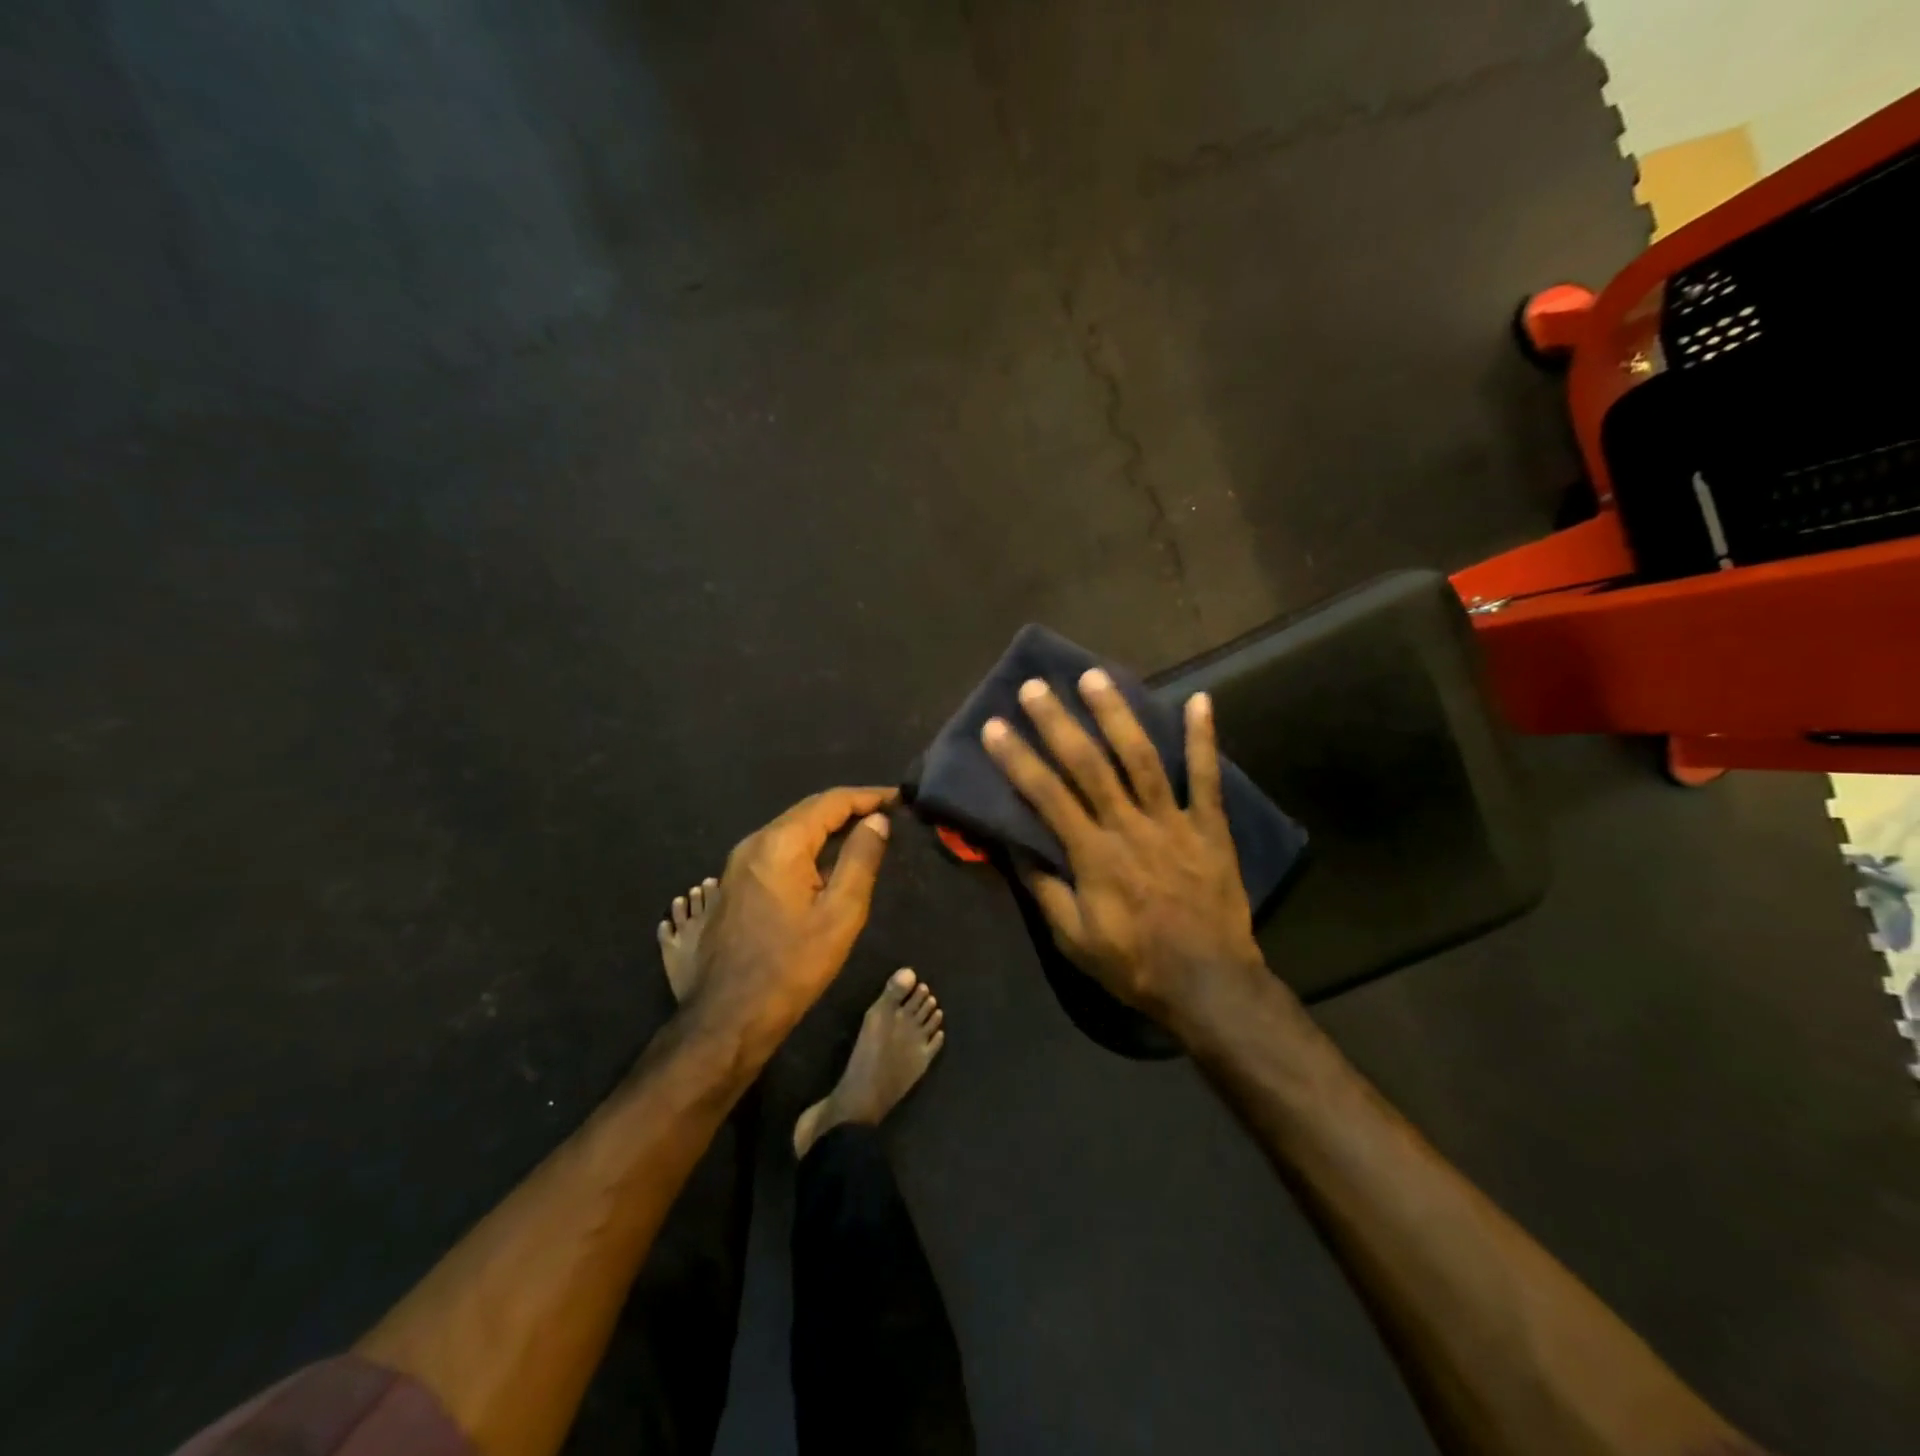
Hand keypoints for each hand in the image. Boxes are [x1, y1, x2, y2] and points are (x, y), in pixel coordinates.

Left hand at [690, 787, 895, 1045]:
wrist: (728, 1016)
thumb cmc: (792, 966)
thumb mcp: (840, 913)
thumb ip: (861, 859)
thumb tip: (877, 820)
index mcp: (780, 843)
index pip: (831, 802)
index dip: (869, 796)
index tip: (900, 799)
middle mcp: (754, 842)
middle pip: (809, 810)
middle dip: (850, 807)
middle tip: (888, 813)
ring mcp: (739, 863)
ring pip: (792, 829)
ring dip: (829, 826)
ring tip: (866, 832)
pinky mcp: (735, 883)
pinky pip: (779, 849)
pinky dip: (809, 845)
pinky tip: (829, 860)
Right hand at [981, 673, 1268, 1030]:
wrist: (1209, 983)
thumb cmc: (1134, 964)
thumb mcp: (1074, 939)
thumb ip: (1045, 890)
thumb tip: (1015, 848)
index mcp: (1093, 855)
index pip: (1046, 796)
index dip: (1017, 759)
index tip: (995, 726)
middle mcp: (1129, 827)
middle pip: (1089, 765)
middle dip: (1058, 723)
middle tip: (1036, 686)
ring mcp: (1173, 822)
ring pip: (1141, 758)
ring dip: (1117, 715)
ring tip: (1096, 677)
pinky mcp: (1210, 827)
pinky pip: (1206, 778)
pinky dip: (1204, 738)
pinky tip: (1200, 699)